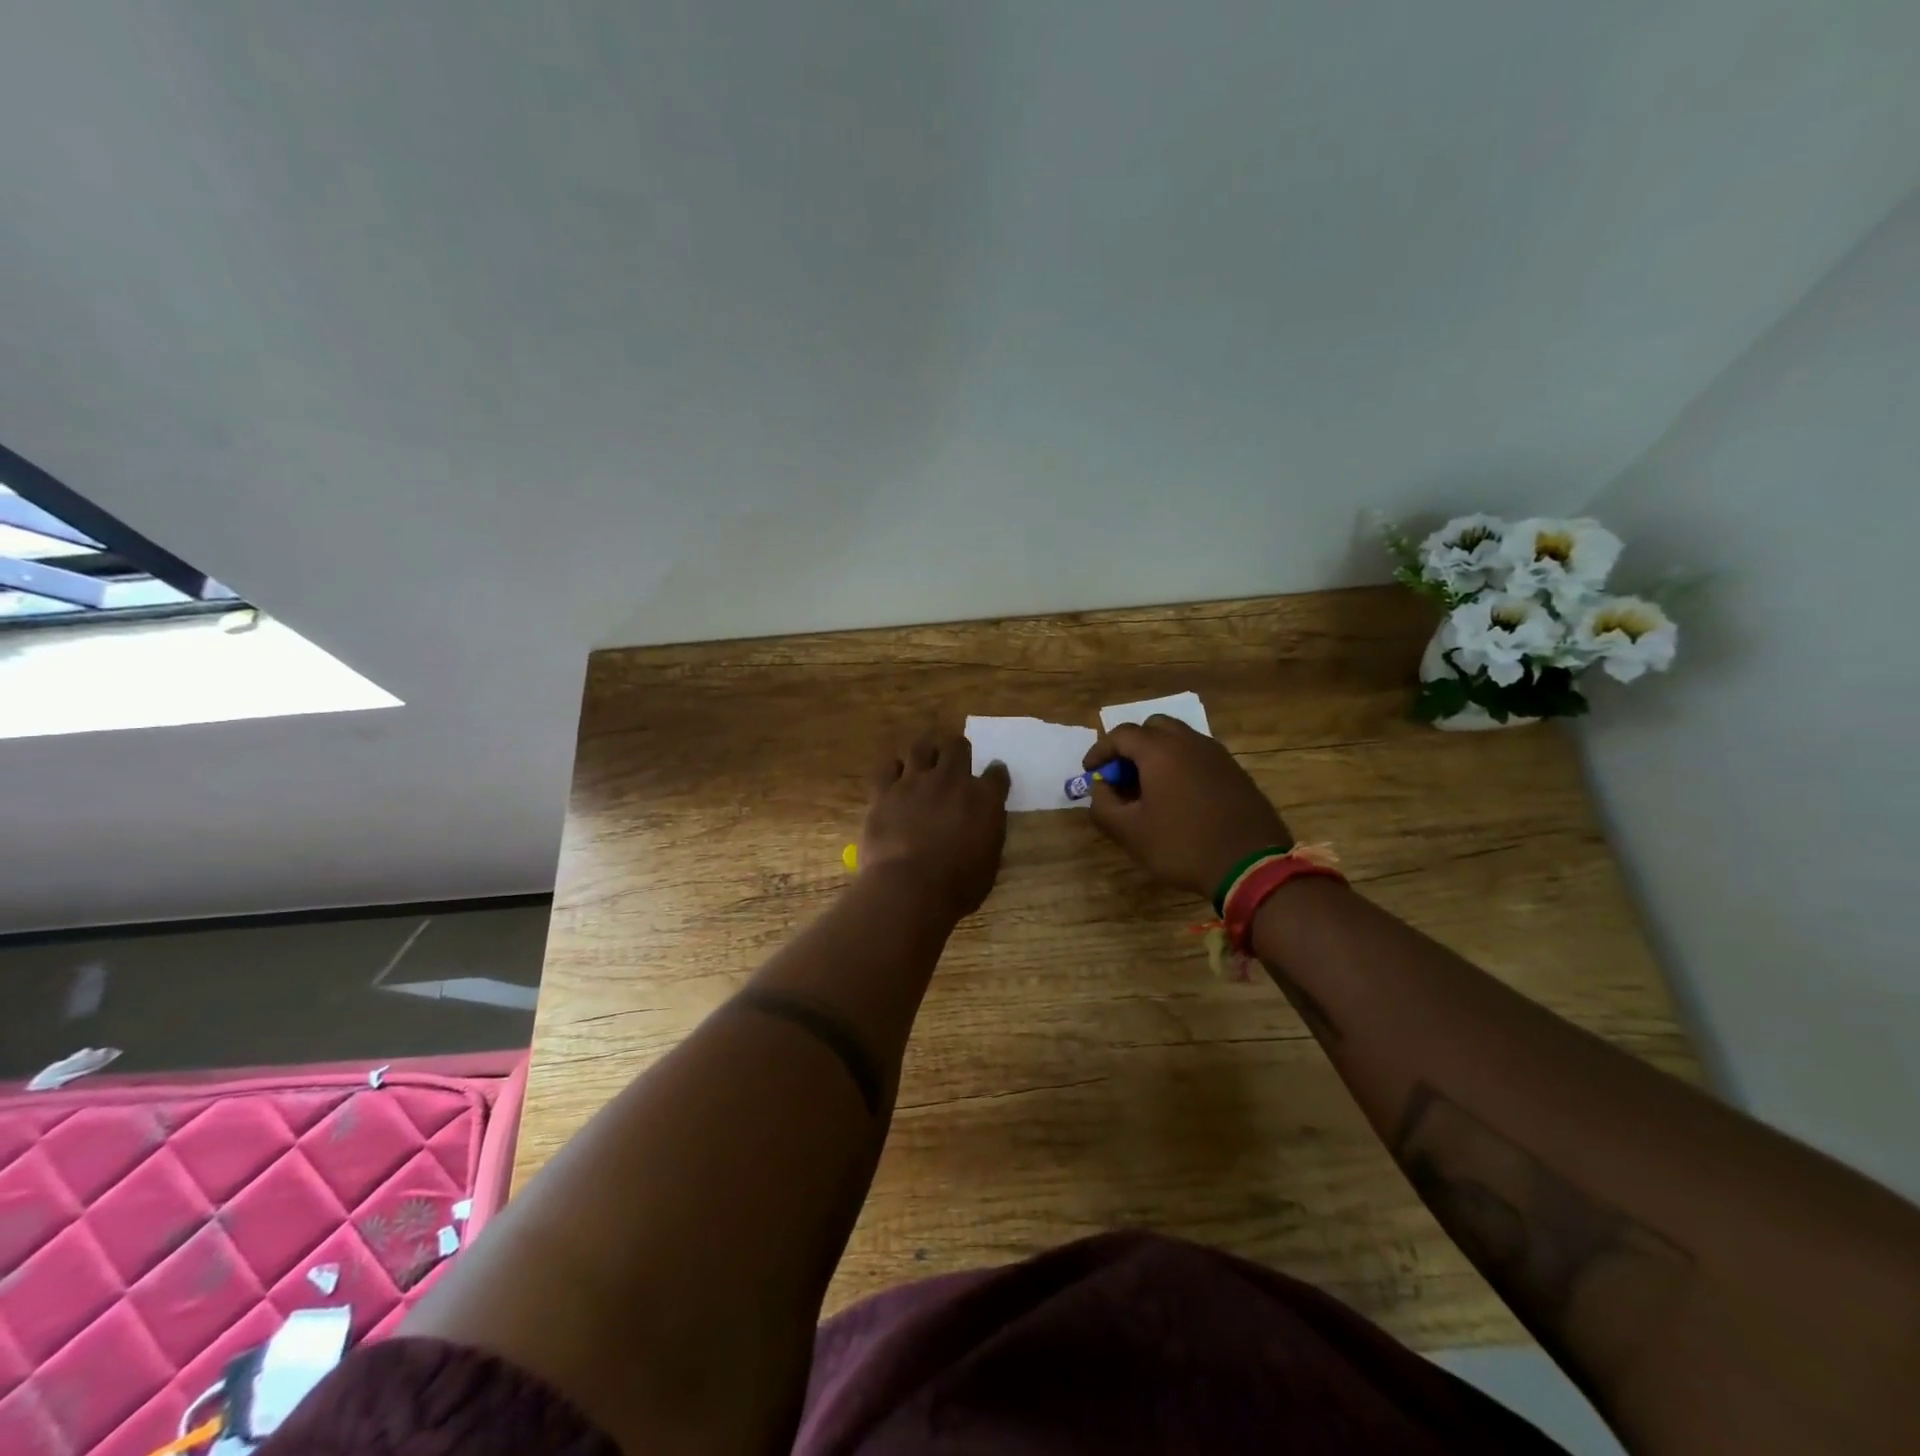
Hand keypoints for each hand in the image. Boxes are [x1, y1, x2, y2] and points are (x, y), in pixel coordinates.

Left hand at [859, 733, 1010, 919]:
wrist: (910, 888)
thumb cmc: (958, 886)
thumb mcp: (989, 863)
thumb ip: (988, 833)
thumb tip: (984, 824)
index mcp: (984, 798)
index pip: (997, 773)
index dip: (996, 773)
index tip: (993, 777)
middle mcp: (952, 780)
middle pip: (957, 746)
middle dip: (959, 750)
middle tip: (956, 760)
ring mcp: (916, 781)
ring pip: (922, 747)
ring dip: (927, 750)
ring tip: (926, 758)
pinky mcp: (885, 790)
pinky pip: (888, 766)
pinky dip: (894, 768)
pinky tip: (896, 776)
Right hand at [1084, 716, 1291, 900]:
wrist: (1251, 866)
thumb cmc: (1182, 846)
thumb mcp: (1130, 833)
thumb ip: (1102, 805)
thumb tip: (1099, 787)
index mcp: (1160, 751)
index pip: (1121, 735)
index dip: (1100, 751)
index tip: (1090, 772)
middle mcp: (1189, 742)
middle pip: (1153, 728)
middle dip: (1131, 746)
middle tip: (1122, 775)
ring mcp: (1217, 755)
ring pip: (1179, 739)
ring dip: (1157, 754)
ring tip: (1148, 787)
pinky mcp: (1235, 771)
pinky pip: (1199, 756)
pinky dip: (1180, 765)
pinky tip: (1178, 797)